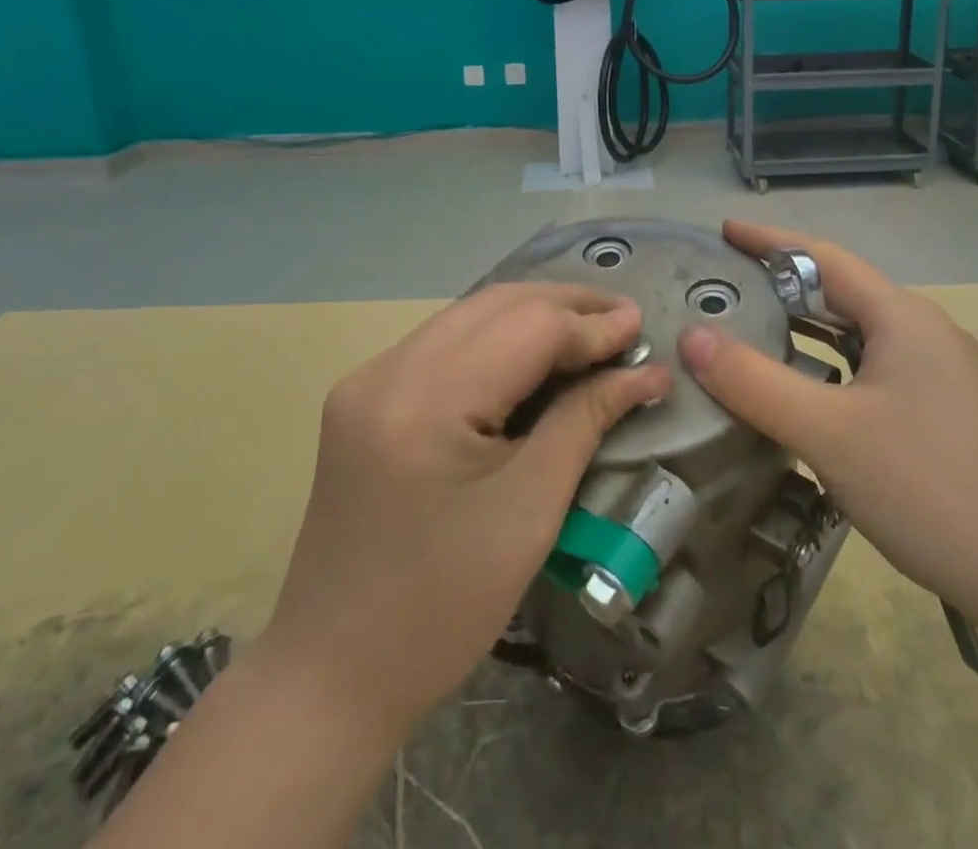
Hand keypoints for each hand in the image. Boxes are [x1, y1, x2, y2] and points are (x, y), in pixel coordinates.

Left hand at [263, 283, 670, 743]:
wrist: (331, 672)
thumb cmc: (442, 607)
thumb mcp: (530, 512)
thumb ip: (586, 422)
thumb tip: (646, 372)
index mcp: (425, 401)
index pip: (526, 327)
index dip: (590, 325)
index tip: (643, 328)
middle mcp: (388, 370)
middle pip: (494, 305)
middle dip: (565, 305)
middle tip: (623, 320)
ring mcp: (368, 378)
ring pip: (468, 315)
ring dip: (532, 315)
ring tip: (590, 329)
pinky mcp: (364, 395)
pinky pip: (444, 342)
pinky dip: (496, 338)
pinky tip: (532, 355)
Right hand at [679, 220, 977, 624]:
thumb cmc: (935, 489)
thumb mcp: (830, 433)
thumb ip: (754, 382)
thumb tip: (691, 336)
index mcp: (903, 318)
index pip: (824, 257)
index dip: (770, 240)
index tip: (725, 231)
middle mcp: (925, 336)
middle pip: (842, 295)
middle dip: (783, 288)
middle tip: (725, 291)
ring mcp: (943, 381)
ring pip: (859, 340)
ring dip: (806, 334)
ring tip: (752, 340)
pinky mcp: (948, 421)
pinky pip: (873, 376)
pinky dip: (830, 374)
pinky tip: (807, 405)